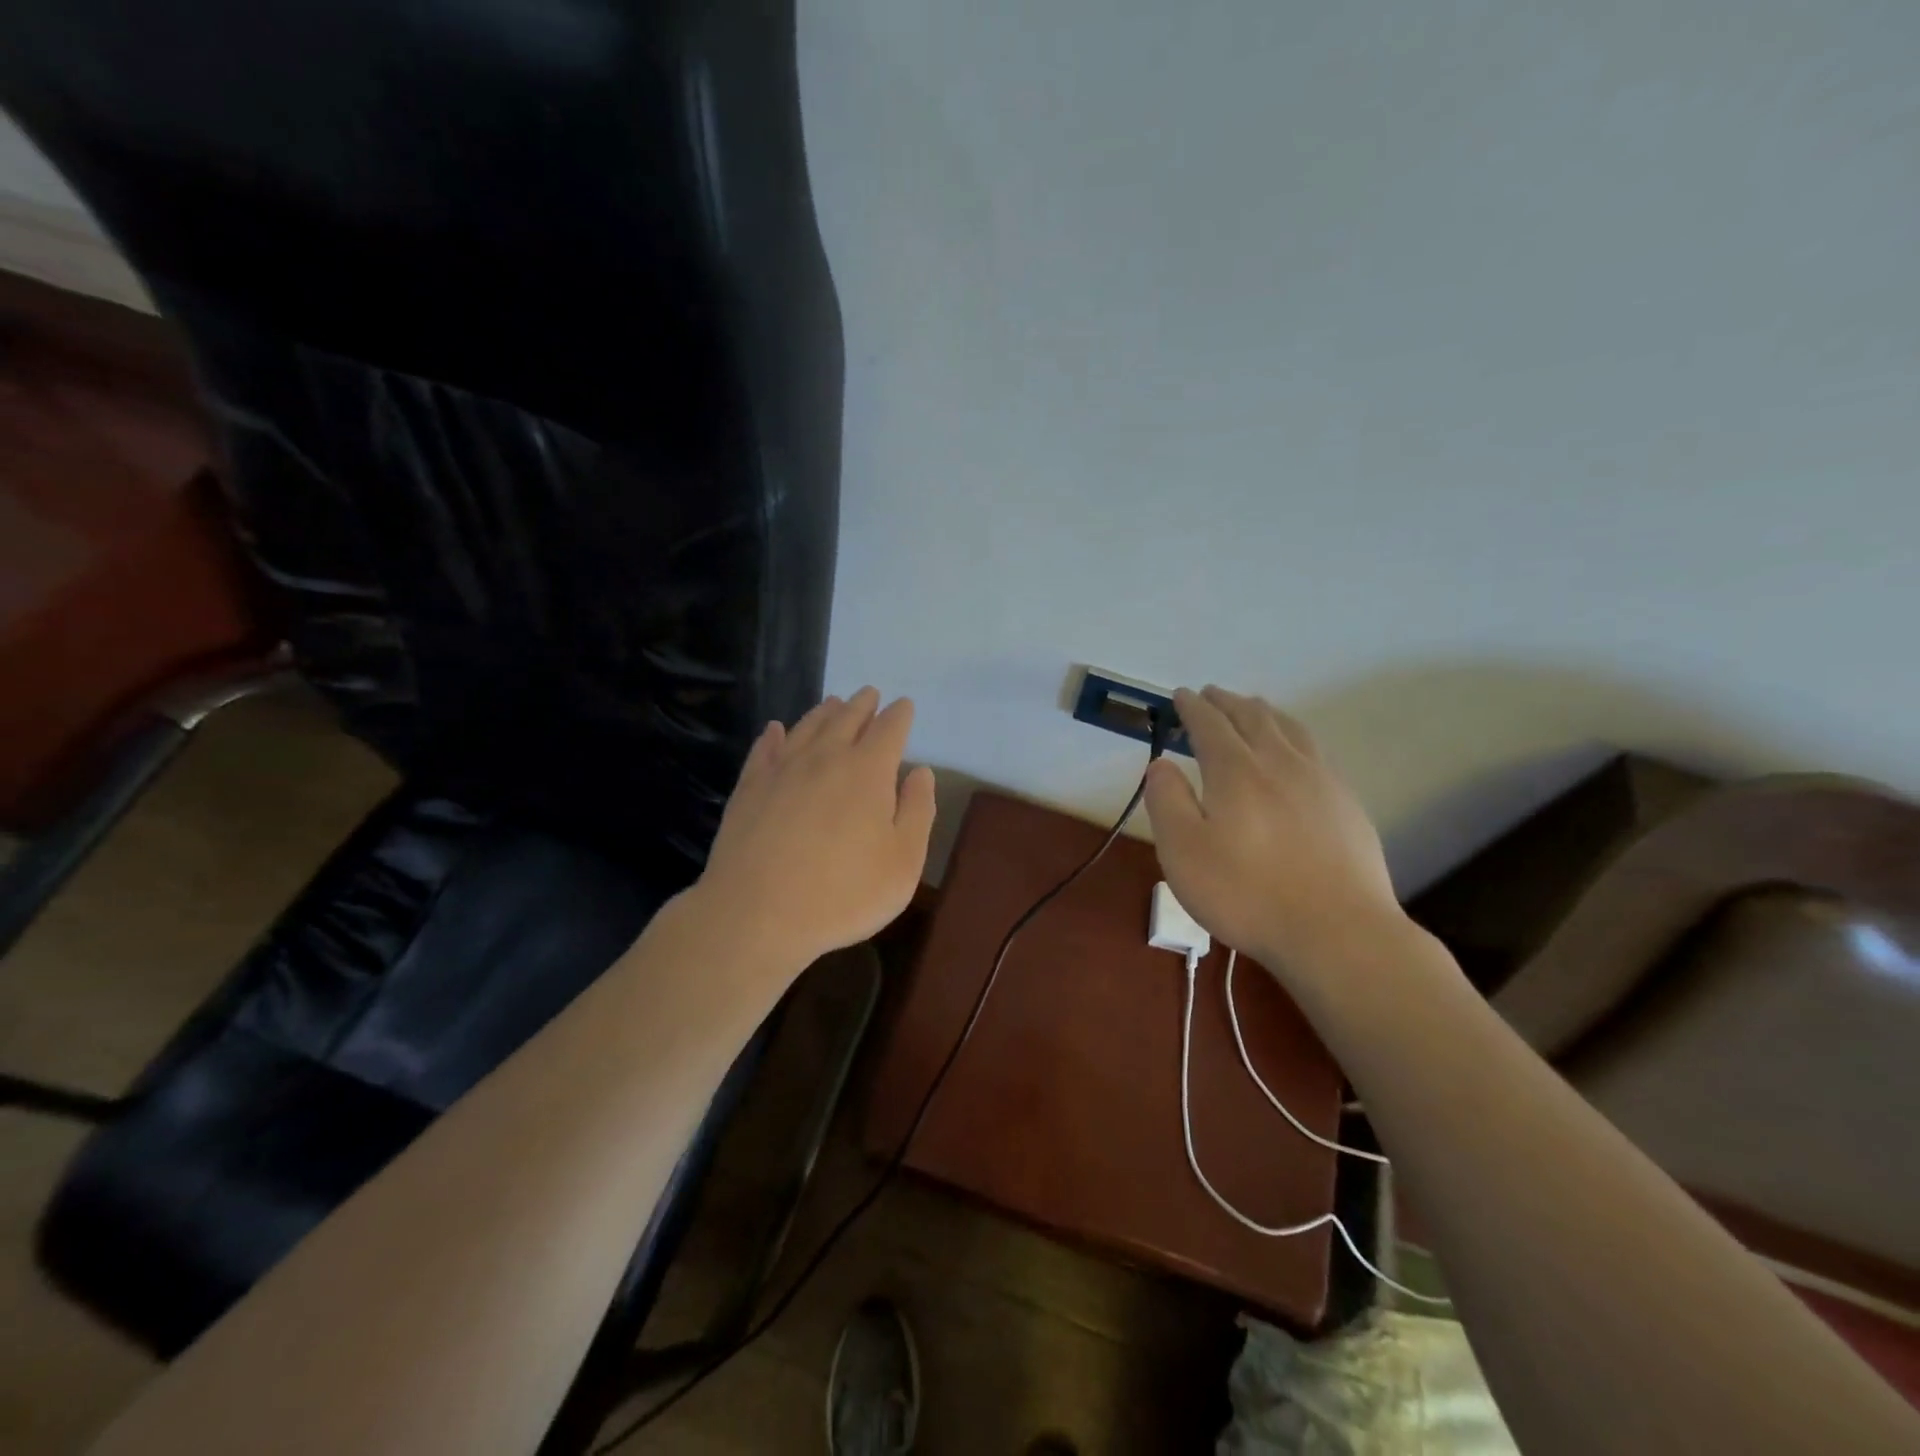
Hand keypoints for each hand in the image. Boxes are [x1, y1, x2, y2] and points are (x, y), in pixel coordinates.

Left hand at [694, 686, 936, 969]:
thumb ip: (917, 811)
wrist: (757, 915)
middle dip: (862, 704)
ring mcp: (782, 770)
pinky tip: (775, 730)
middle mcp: (825, 758)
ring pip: (807, 727)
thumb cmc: (843, 894)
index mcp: (867, 771)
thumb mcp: (903, 863)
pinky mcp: (749, 789)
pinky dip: (773, 736)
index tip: (903, 705)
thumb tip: (920, 772)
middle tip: (870, 693)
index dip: (899, 715)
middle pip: (846, 719)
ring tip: (833, 702)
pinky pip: (764, 750)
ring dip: (824, 712)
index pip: (889, 730)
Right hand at [1144, 686, 1404, 979]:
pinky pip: (1315, 751)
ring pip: (1290, 729)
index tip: (1180, 695)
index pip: (1210, 724)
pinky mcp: (1347, 804)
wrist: (1337, 931)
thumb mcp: (1183, 852)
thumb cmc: (1247, 893)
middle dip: (1227, 702)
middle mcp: (1280, 763)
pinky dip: (1294, 737)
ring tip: (1252, 708)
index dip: (1192, 707)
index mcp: (1236, 770)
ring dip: (1264, 712)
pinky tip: (1295, 754)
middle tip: (1211, 695)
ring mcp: (1320, 781)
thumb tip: (1161, 764)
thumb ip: (1167, 801)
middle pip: (1253, 717)